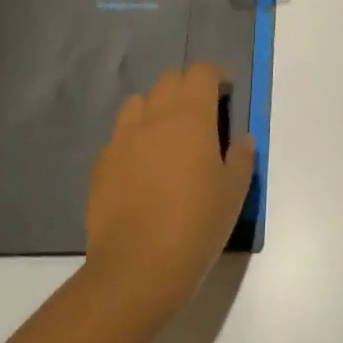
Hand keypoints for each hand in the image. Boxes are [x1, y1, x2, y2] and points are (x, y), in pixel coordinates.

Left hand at [84, 64, 255, 322]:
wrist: (135, 271)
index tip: (225, 96)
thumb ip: (240, 158)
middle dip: (186, 88)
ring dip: (154, 109)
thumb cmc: (194, 226)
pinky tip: (140, 171)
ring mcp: (123, 138)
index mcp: (191, 115)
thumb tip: (241, 140)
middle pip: (170, 79)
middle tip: (199, 118)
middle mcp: (155, 115)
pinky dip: (132, 142)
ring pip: (139, 102)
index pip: (202, 71)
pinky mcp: (101, 165)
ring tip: (165, 138)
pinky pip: (119, 138)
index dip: (215, 77)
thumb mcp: (233, 193)